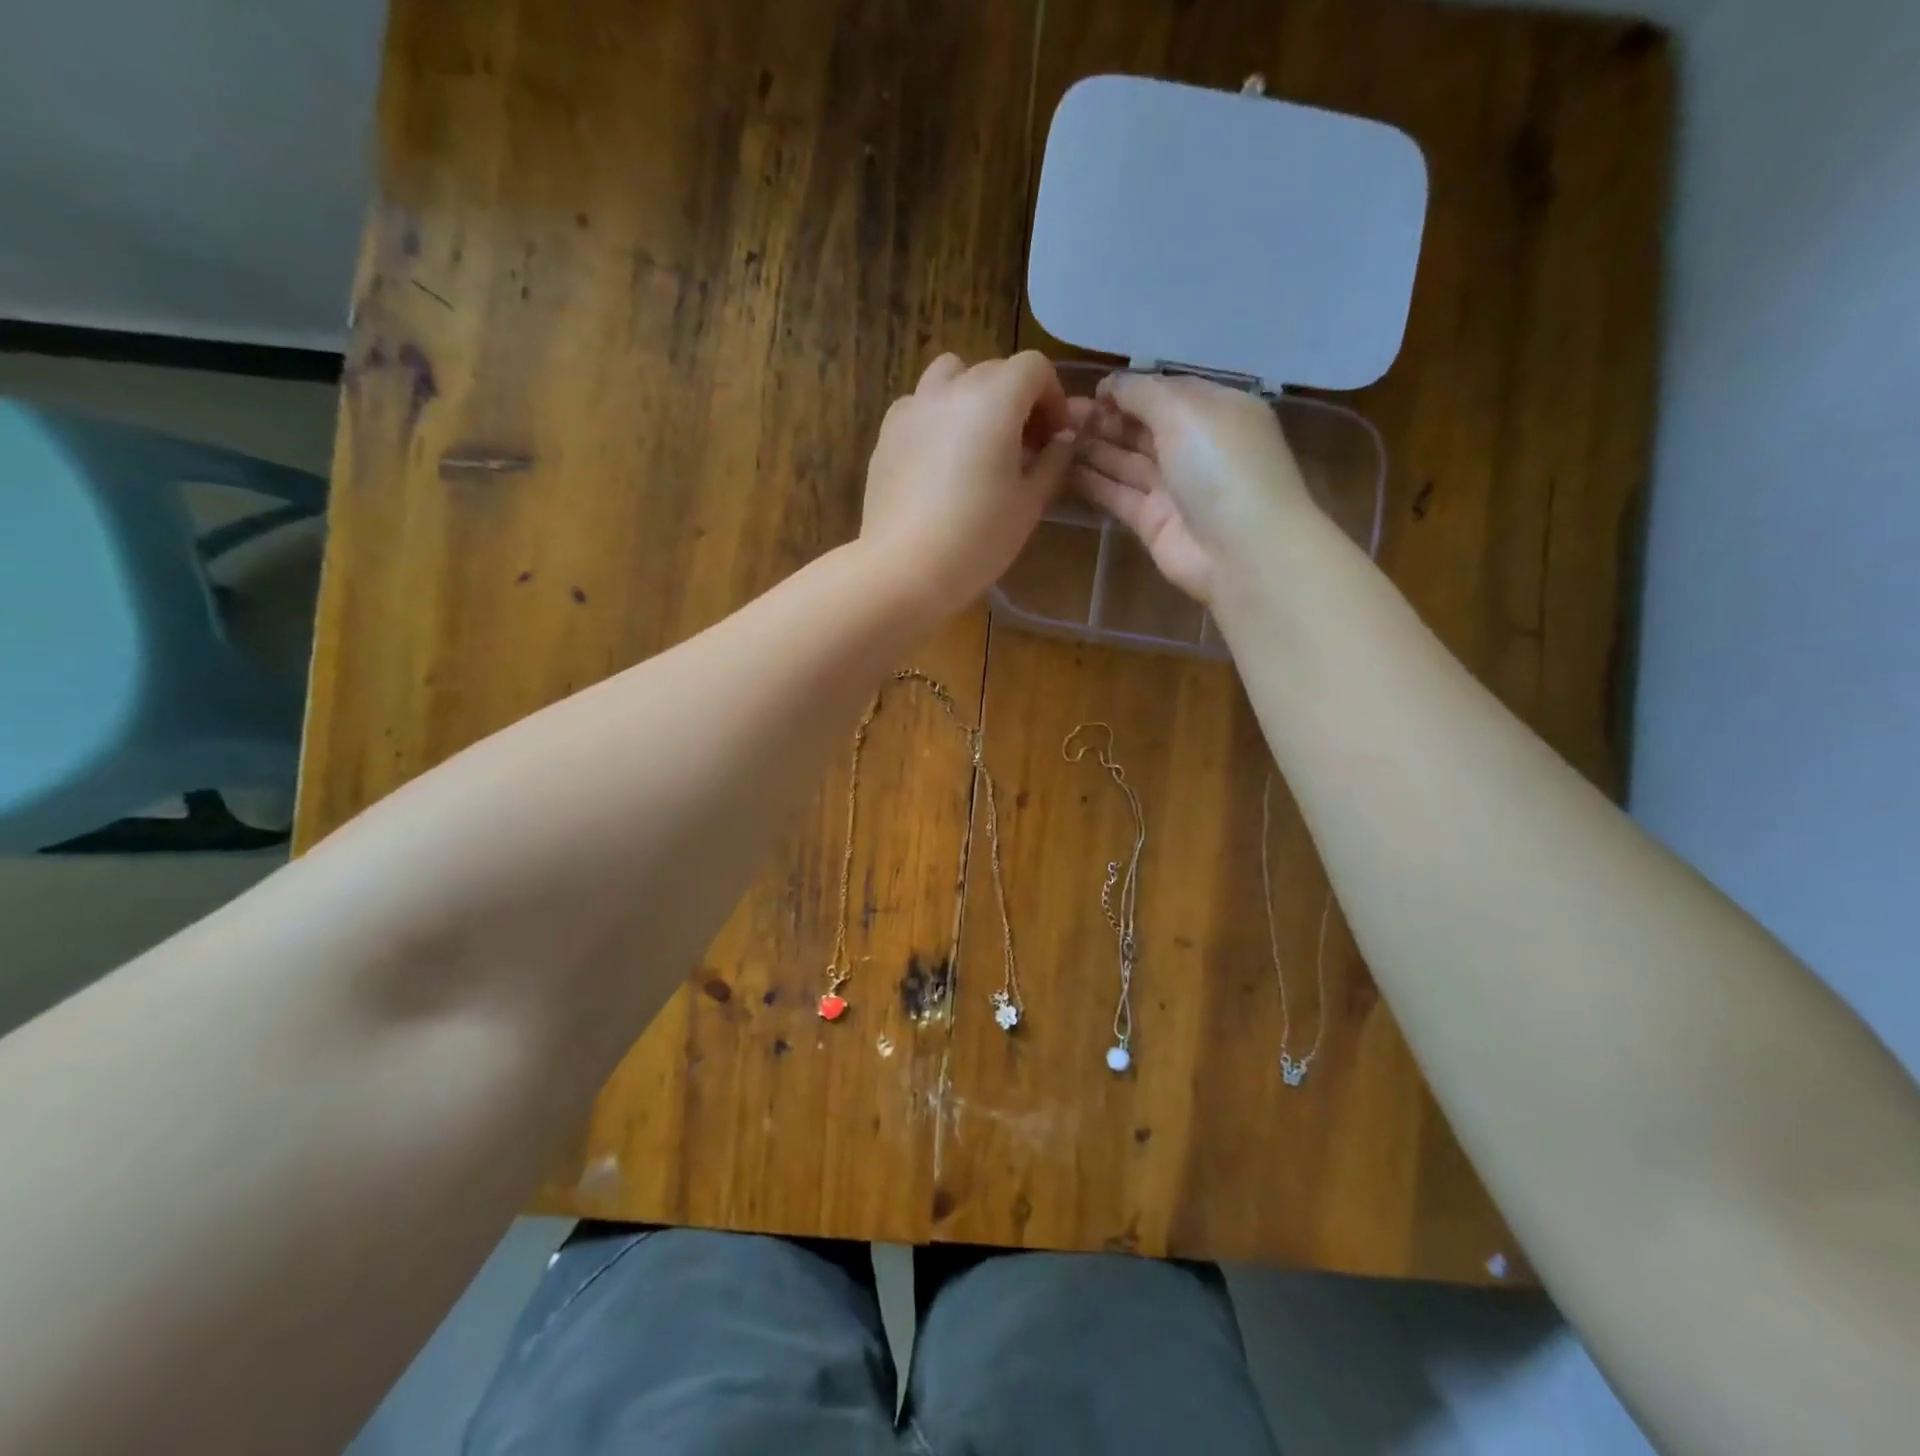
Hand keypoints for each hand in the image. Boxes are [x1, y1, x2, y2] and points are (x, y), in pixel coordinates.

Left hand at [860, 351, 1074, 614]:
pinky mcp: (886, 435)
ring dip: (973, 397)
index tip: (1055, 437)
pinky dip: (939, 418)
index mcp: (993, 399)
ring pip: (950, 378)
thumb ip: (1052, 462)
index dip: (1053, 397)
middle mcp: (949, 390)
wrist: (905, 570)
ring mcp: (912, 409)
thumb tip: (1062, 441)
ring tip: (980, 442)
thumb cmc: (978, 539)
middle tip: (1025, 447)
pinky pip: (920, 407)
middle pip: (993, 371)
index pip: (1034, 368)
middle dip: (1017, 399)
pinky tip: (942, 461)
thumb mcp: (1029, 503)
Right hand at [1070, 372, 1313, 605]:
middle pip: (1142, 427)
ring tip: (1052, 437)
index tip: (1090, 391)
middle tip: (1060, 415)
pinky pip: (1117, 495)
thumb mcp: (1185, 410)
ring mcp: (1174, 488)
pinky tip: (1058, 468)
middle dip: (1104, 418)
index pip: (1165, 392)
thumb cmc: (1220, 465)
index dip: (1128, 389)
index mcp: (1215, 411)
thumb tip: (1111, 385)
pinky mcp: (1153, 522)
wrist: (1241, 551)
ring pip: (1126, 460)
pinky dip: (1091, 481)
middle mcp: (1195, 447)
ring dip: (1092, 447)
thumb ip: (1143, 392)